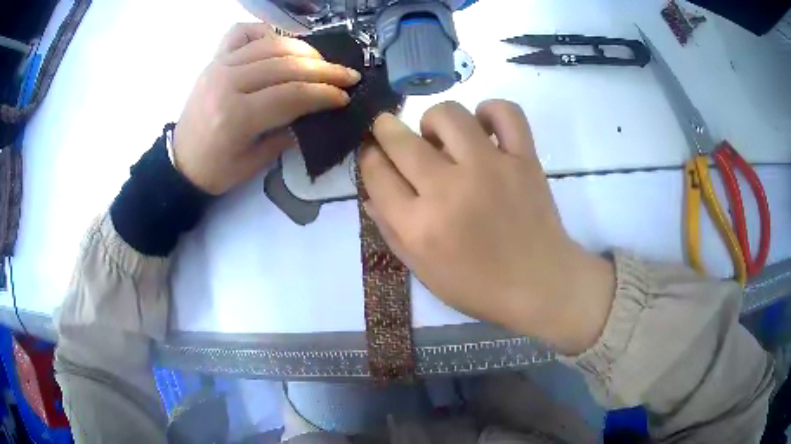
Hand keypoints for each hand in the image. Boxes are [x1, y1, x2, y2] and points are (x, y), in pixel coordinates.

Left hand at [173, 23, 360, 194]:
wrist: (179, 162)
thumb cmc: (215, 170)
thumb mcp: (254, 163)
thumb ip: (286, 133)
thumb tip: (316, 111)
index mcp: (235, 117)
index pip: (292, 95)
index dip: (324, 94)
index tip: (346, 96)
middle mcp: (227, 83)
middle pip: (286, 66)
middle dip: (324, 70)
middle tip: (348, 75)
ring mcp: (219, 66)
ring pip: (271, 45)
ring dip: (304, 50)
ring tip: (322, 61)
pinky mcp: (214, 59)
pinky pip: (242, 32)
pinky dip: (265, 31)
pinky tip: (279, 42)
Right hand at [359, 101, 614, 354]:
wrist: (540, 284)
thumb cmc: (479, 286)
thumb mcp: (423, 272)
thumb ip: (391, 232)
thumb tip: (370, 194)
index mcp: (418, 226)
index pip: (376, 174)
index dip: (368, 157)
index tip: (372, 153)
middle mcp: (448, 190)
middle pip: (400, 140)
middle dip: (385, 129)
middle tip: (390, 131)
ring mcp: (489, 168)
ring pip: (448, 115)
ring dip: (433, 120)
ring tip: (441, 136)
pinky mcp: (523, 158)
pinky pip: (505, 113)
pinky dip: (491, 111)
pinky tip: (483, 126)